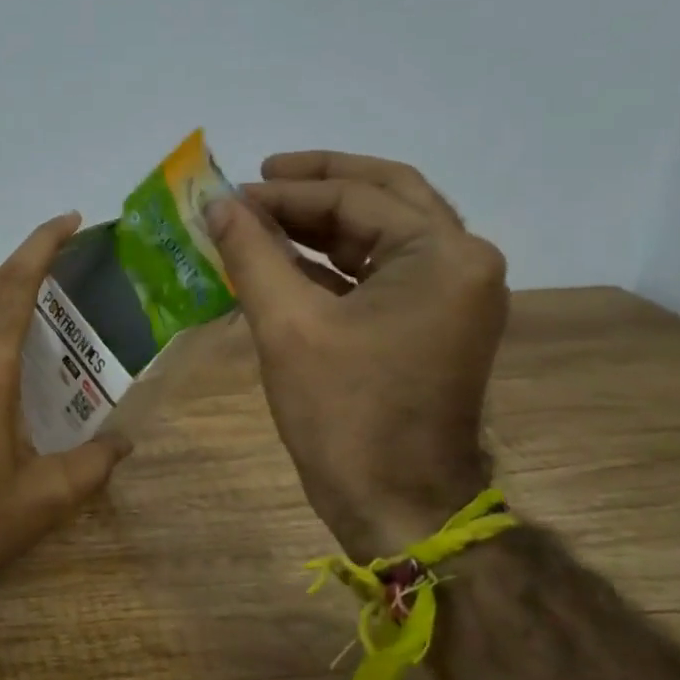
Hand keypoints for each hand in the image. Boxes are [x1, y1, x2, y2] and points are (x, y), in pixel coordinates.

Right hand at [205, 152, 506, 560]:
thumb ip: (252, 254)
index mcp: (442, 255)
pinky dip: (334, 260)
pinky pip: (380, 270)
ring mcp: (452, 294)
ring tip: (262, 216)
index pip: (356, 198)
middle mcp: (461, 262)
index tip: (230, 194)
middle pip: (386, 196)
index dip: (285, 193)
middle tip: (261, 175)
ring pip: (383, 232)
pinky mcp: (432, 323)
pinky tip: (284, 259)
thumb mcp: (288, 325)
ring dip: (323, 222)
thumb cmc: (345, 413)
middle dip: (319, 184)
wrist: (397, 504)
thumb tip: (218, 204)